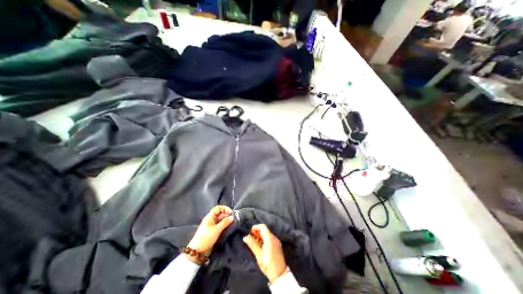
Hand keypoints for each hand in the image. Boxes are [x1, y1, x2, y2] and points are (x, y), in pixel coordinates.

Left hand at [187, 204, 233, 259]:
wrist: (197, 252)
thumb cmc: (206, 238)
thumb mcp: (216, 230)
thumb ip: (225, 222)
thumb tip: (232, 217)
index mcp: (210, 217)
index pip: (218, 208)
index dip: (225, 208)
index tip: (231, 213)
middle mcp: (211, 220)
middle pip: (220, 214)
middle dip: (227, 215)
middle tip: (233, 218)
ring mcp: (212, 226)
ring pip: (221, 220)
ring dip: (226, 221)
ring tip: (232, 223)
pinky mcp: (213, 232)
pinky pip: (220, 226)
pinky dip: (225, 226)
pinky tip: (229, 228)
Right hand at [245, 223, 287, 282]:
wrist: (279, 274)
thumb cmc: (268, 264)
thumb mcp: (259, 254)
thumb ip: (252, 244)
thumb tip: (245, 237)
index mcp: (270, 238)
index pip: (263, 227)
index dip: (256, 227)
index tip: (250, 231)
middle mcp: (274, 237)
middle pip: (265, 230)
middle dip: (257, 231)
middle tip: (250, 236)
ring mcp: (276, 241)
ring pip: (267, 234)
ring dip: (260, 235)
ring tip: (253, 241)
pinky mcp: (277, 245)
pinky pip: (269, 238)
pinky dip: (264, 239)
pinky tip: (259, 244)